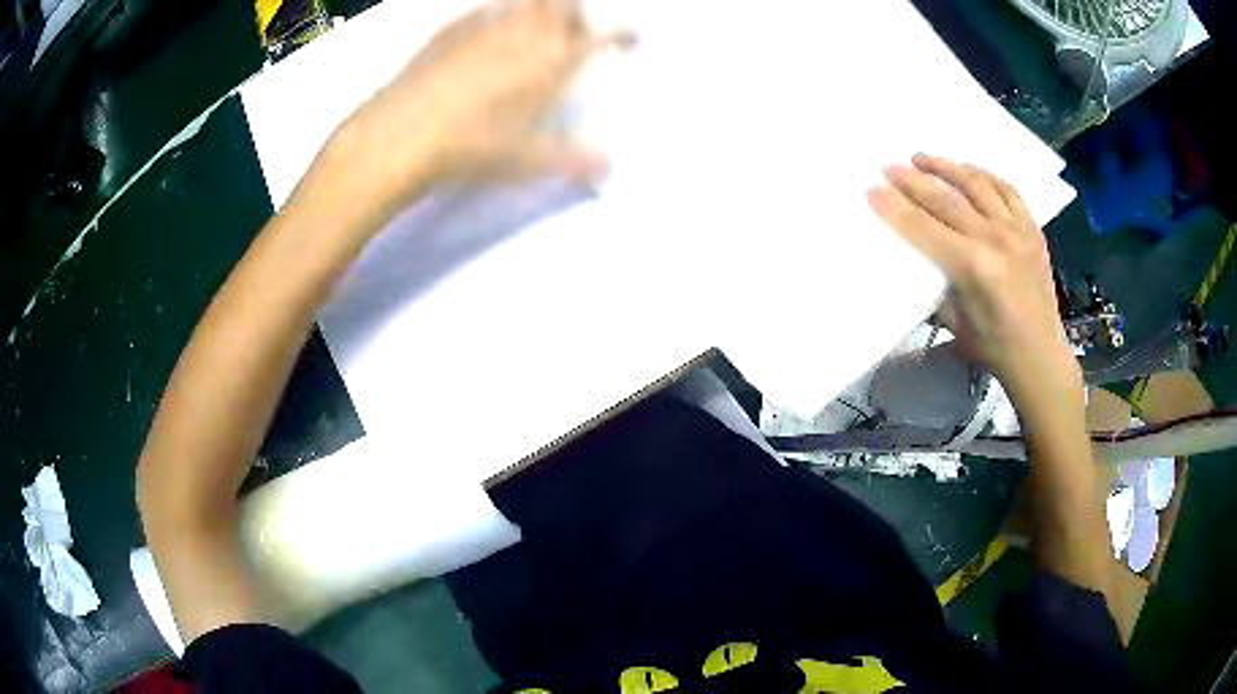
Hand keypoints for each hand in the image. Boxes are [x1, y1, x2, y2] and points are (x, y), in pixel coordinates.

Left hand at [334, 0, 630, 222]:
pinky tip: (491, 29)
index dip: (624, 32)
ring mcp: (487, 23)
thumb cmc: (473, 146)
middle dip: (578, 11)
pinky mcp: (452, 27)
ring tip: (537, 24)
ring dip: (542, 7)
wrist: (402, 134)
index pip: (604, 33)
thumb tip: (609, 167)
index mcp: (555, 59)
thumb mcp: (529, 161)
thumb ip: (575, 160)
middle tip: (574, 31)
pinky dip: (499, 11)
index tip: (630, 39)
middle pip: (567, 2)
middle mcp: (527, 31)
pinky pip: (486, 7)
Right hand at [867, 155, 1076, 391]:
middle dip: (913, 180)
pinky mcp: (1032, 229)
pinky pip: (1007, 189)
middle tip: (890, 167)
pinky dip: (984, 176)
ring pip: (977, 183)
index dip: (895, 209)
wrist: (1040, 357)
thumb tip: (913, 258)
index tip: (873, 190)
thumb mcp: (953, 322)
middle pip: (946, 199)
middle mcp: (996, 240)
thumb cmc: (993, 348)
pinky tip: (968, 171)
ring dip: (947, 167)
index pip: (924, 228)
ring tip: (924, 158)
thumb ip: (934, 283)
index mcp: (974, 268)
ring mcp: (1017, 231)